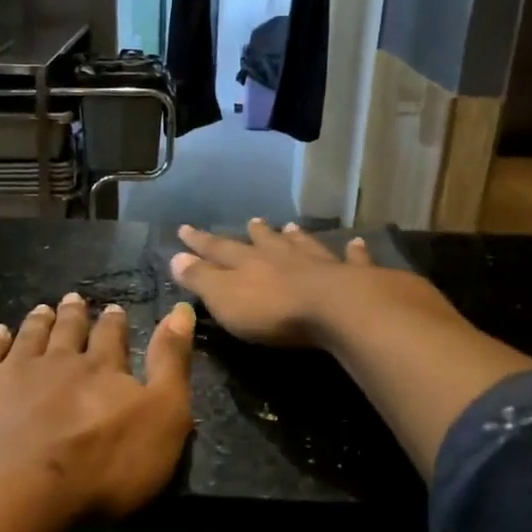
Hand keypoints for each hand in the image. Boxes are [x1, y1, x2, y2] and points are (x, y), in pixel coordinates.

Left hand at [0, 293, 195, 525]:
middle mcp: (57, 361)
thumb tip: (181, 309)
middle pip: (68, 332)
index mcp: (102, 370)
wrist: (12, 491)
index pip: (112, 338)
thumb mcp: (163, 418)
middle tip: (74, 299)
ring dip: (38, 322)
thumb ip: (172, 363)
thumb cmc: (101, 466)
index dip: (114, 322)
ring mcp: (10, 372)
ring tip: (42, 308)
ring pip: (28, 337)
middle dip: (75, 315)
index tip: (113, 308)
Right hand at [169, 219, 456, 349]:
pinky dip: (353, 252)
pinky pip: (352, 260)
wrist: (336, 310)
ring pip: (304, 245)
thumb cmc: (273, 310)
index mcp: (248, 264)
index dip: (200, 242)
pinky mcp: (352, 276)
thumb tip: (175, 257)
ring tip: (291, 227)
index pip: (218, 249)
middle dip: (254, 234)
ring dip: (296, 237)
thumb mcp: (224, 298)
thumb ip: (201, 279)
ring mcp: (318, 263)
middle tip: (251, 221)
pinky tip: (357, 243)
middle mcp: (282, 257)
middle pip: (265, 242)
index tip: (185, 229)